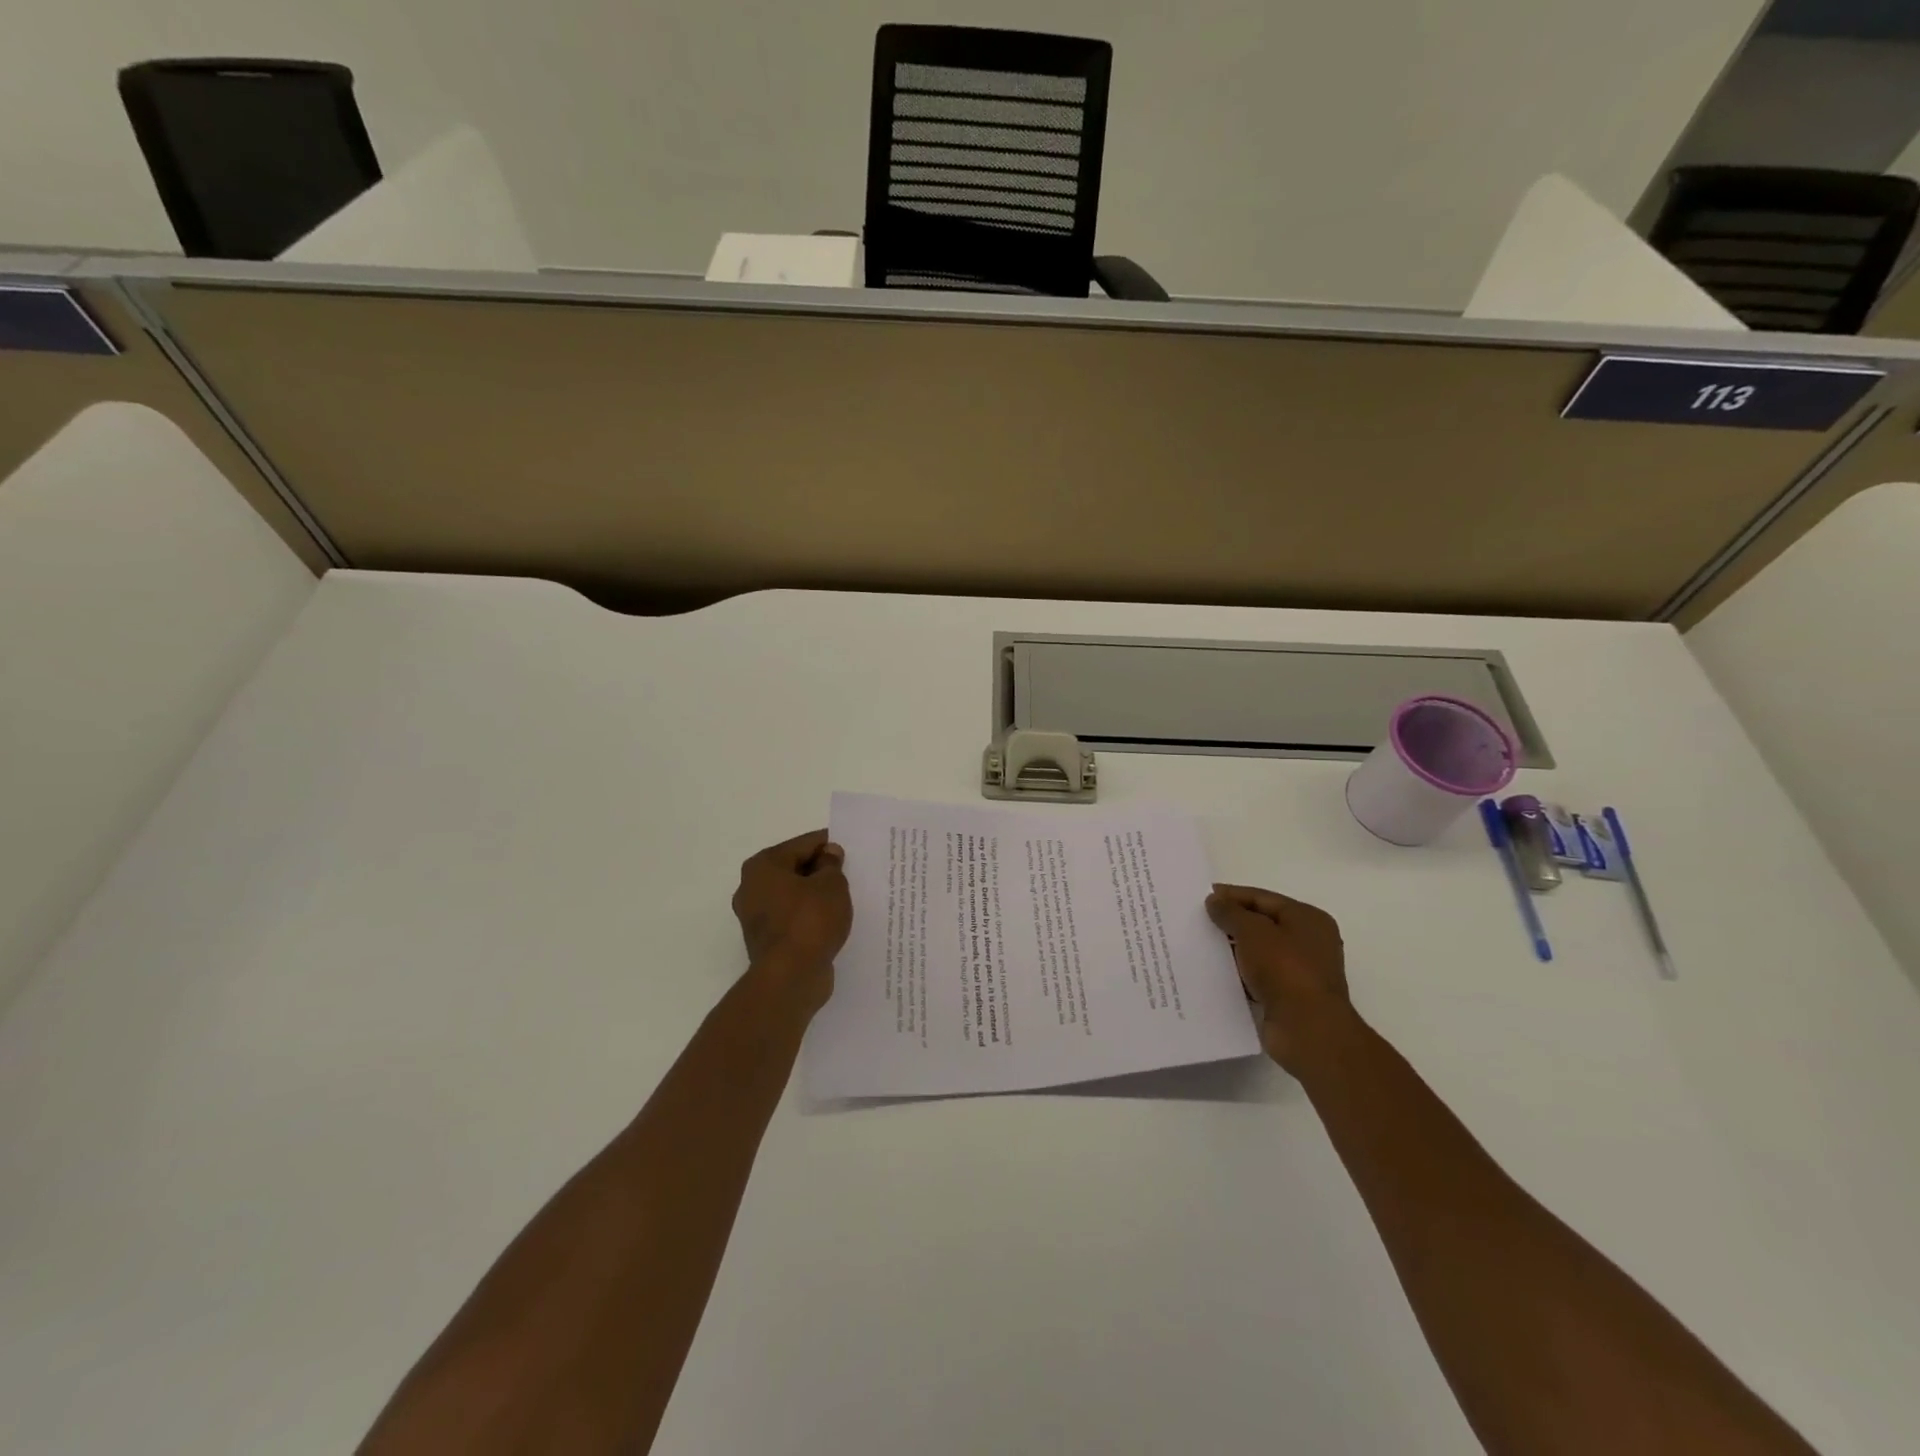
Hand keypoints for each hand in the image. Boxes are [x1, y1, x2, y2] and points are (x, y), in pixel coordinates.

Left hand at [732, 830, 851, 1011]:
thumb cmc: (810, 921)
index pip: (803, 844)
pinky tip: (832, 921)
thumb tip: (828, 855)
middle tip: (851, 873)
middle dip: (821, 870)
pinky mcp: (766, 941)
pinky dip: (810, 917)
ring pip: (793, 896)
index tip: (851, 849)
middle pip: (794, 869)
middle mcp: (752, 887)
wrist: (790, 978)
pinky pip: (793, 919)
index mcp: (763, 866)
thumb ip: (832, 865)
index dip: (829, 844)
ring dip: (815, 895)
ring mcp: (756, 917)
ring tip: (845, 898)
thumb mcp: (831, 885)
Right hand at [1205, 884, 1351, 1073]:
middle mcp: (1309, 942)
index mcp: (1308, 919)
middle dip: (1231, 923)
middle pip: (1262, 924)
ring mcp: (1300, 972)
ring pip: (1258, 952)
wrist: (1307, 1030)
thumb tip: (1214, 900)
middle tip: (1197, 921)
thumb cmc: (1284, 970)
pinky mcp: (1288, 998)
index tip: (1202, 897)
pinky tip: (1214, 974)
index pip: (1263, 898)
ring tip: (1200, 946)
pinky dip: (1239, 974)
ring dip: (1233, 950)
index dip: (1232, 895)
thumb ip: (1231, 912)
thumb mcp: (1253, 931)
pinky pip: (1257, 978)